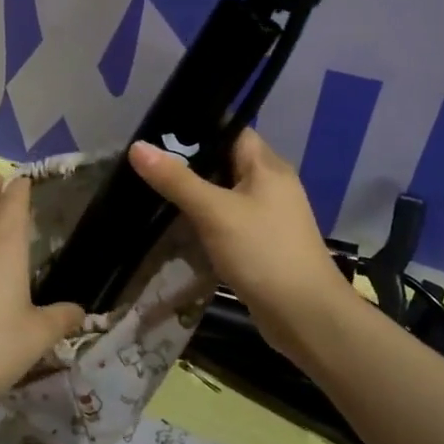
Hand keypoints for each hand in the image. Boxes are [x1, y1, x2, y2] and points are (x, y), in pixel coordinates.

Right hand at [128, 129, 353, 360]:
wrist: (305, 315)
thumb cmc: (262, 252)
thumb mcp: (214, 212)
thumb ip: (176, 179)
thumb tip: (138, 146)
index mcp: (267, 166)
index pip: (231, 130)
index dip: (197, 129)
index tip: (158, 133)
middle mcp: (271, 184)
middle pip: (225, 162)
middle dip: (189, 164)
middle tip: (147, 165)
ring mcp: (269, 216)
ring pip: (225, 194)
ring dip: (196, 195)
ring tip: (153, 192)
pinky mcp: (262, 243)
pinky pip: (229, 221)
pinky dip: (206, 221)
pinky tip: (179, 227)